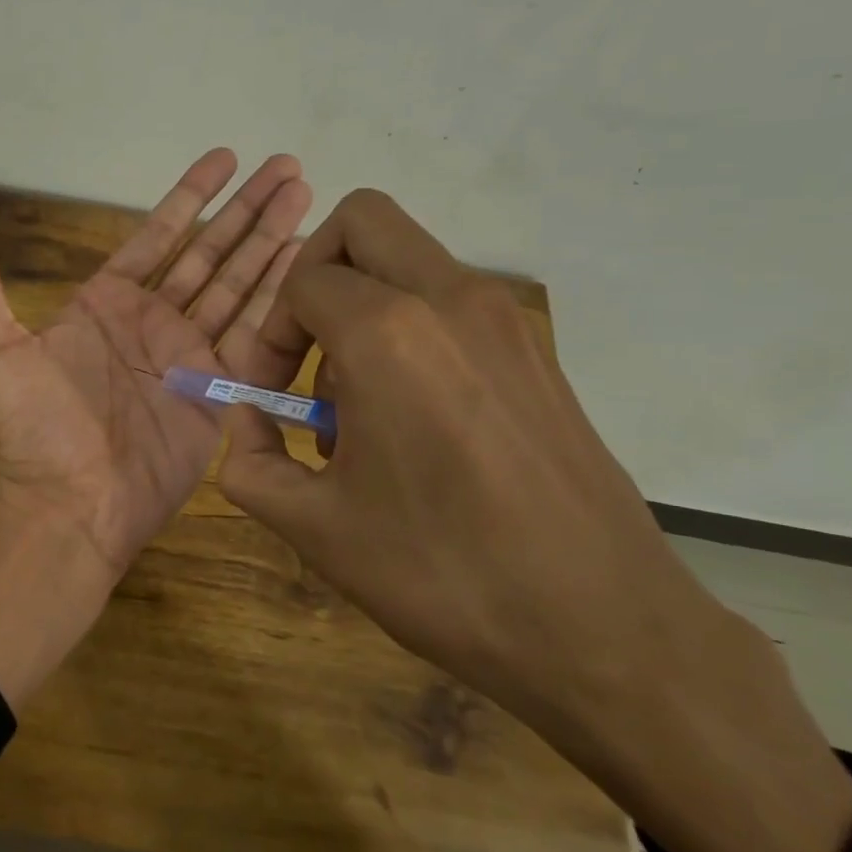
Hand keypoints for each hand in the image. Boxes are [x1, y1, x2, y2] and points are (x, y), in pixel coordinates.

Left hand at [0, 148, 311, 573]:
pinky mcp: (219, 389)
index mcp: (106, 302)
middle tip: (287, 165)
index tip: (225, 158)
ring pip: (238, 283)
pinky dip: (279, 297)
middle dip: (247, 209)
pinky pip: (254, 334)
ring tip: (305, 195)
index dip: (191, 196)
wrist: (71, 500)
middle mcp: (153, 320)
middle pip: (209, 251)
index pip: (157, 235)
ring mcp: (190, 354)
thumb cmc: (32, 426)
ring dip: (271, 240)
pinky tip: (304, 260)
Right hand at [218, 189, 851, 851]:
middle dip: (313, 271)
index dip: (268, 333)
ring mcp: (505, 320)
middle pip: (362, 221)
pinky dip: (410, 326)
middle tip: (304, 347)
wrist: (606, 631)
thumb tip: (245, 419)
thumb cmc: (443, 573)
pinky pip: (451, 301)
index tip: (266, 394)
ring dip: (362, 303)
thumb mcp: (315, 527)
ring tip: (355, 403)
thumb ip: (250, 461)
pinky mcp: (537, 351)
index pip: (301, 281)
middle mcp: (450, 300)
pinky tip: (411, 418)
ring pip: (410, 257)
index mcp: (388, 333)